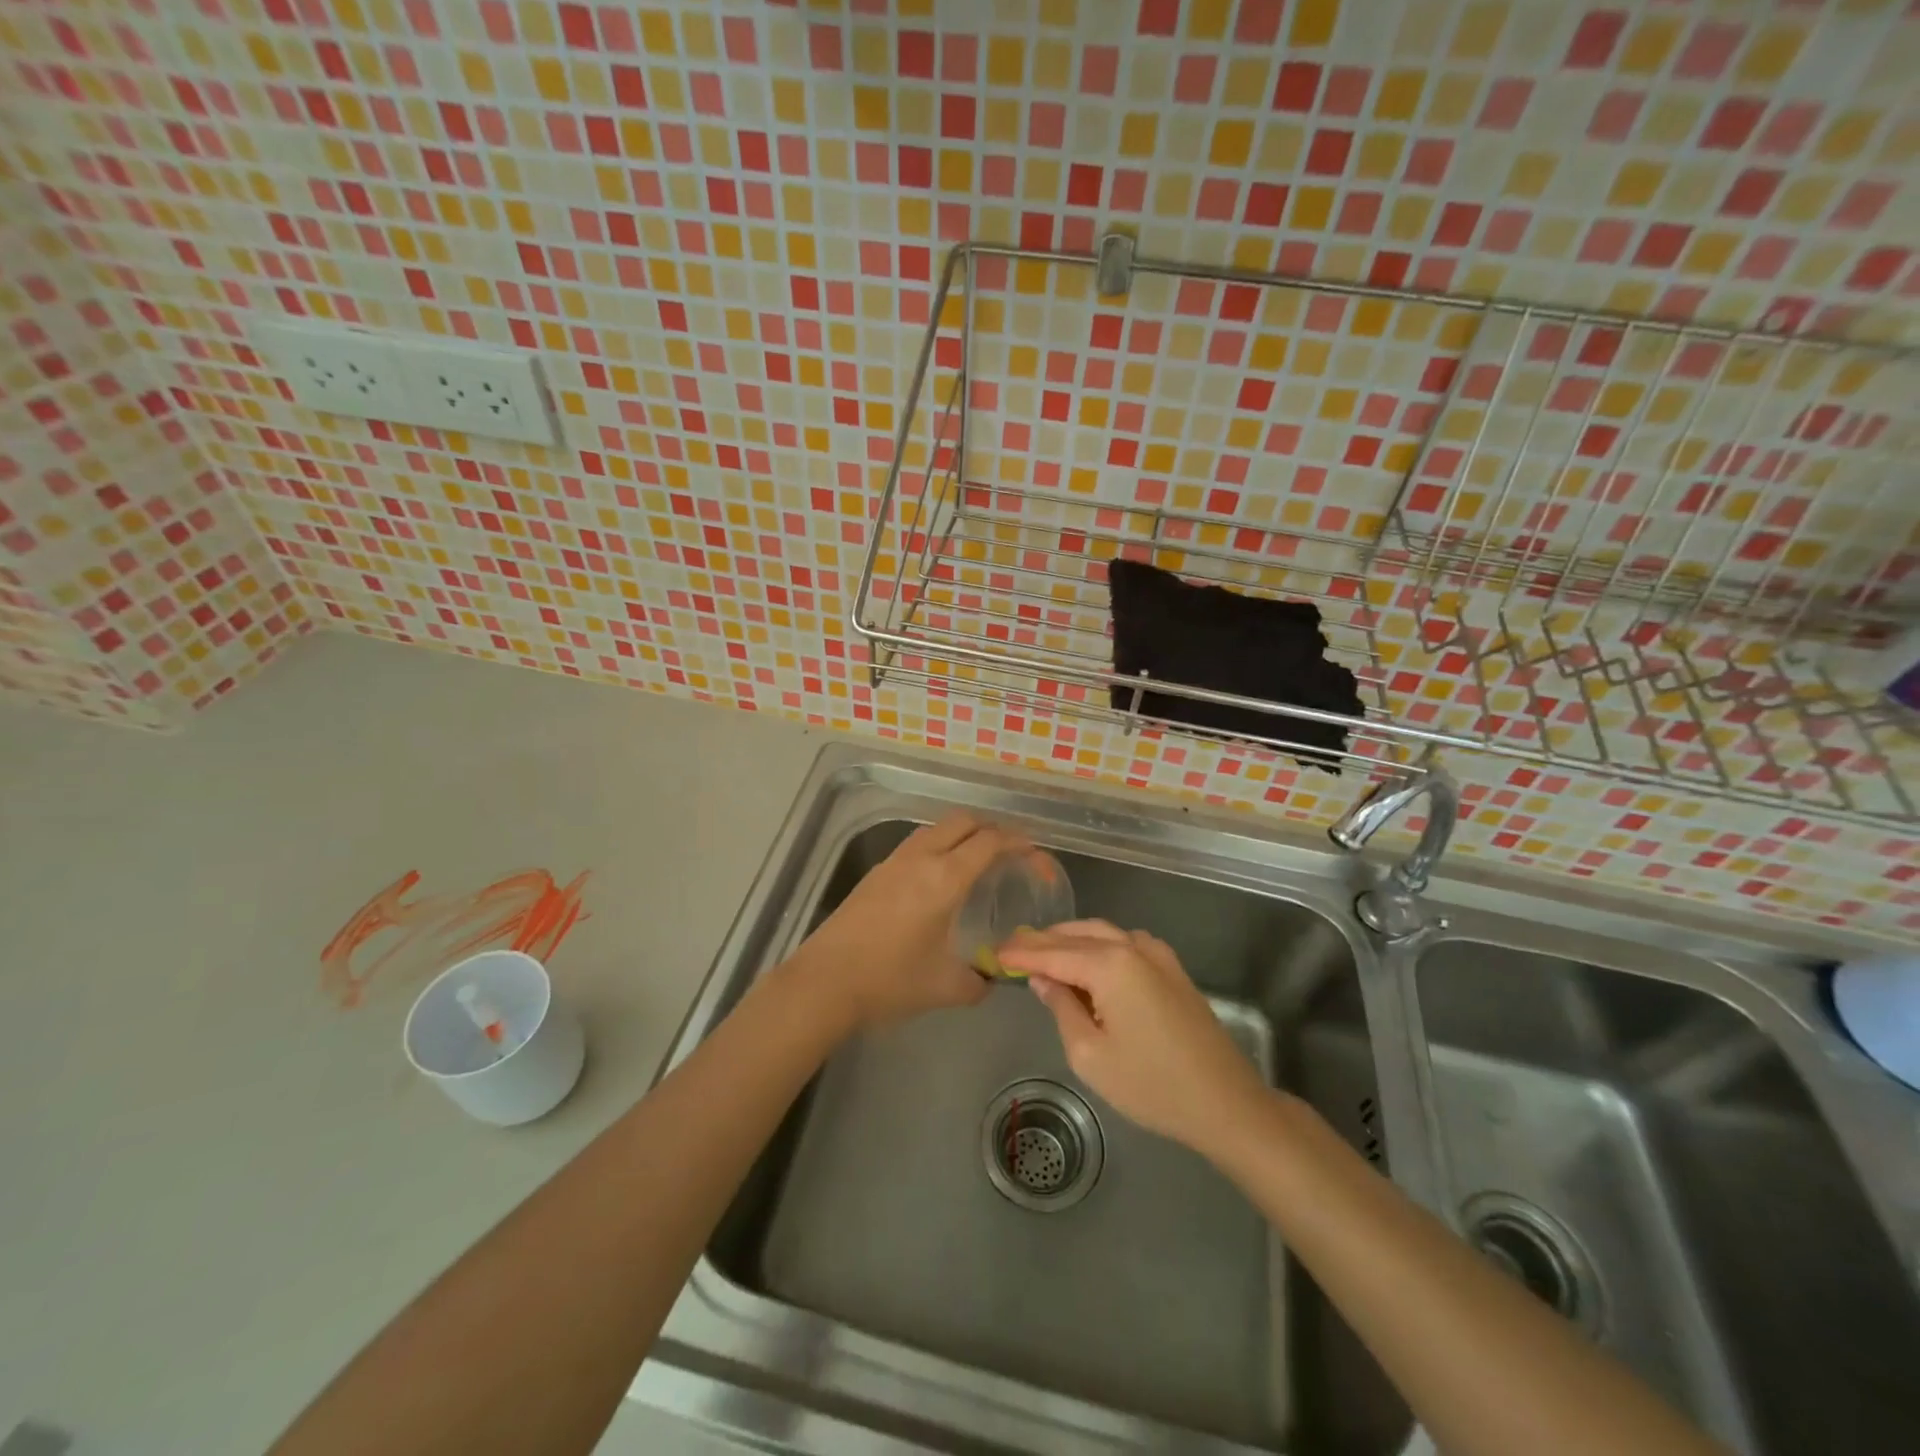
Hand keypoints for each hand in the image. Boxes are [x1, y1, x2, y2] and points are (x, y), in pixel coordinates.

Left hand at [788, 813, 1023, 1031]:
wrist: (824, 982)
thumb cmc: (890, 981)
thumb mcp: (946, 987)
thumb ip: (979, 980)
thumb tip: (993, 977)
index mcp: (945, 879)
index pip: (991, 842)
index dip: (1021, 844)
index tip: (1037, 858)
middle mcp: (921, 858)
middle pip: (964, 821)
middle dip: (994, 829)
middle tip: (1012, 854)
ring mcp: (894, 861)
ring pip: (937, 828)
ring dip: (963, 834)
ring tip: (979, 861)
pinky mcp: (876, 872)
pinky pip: (917, 844)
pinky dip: (940, 846)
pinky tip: (940, 878)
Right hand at [997, 920, 1267, 1156]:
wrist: (1224, 1102)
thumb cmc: (1151, 1085)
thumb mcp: (1090, 1054)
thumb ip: (1061, 1008)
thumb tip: (1044, 980)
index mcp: (1110, 965)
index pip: (1053, 953)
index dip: (1021, 954)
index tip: (994, 953)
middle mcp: (1133, 947)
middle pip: (1077, 935)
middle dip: (1043, 941)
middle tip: (1012, 948)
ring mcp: (1157, 955)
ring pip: (1102, 934)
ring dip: (1070, 939)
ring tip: (1042, 952)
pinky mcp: (1172, 969)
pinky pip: (1125, 944)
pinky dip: (1098, 945)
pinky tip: (1087, 962)